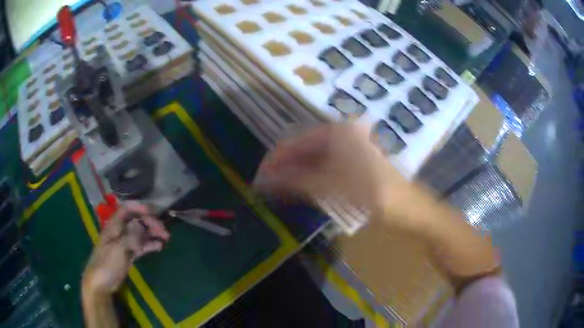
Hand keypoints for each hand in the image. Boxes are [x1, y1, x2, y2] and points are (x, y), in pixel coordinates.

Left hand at [82, 201, 169, 295]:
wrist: (101, 283)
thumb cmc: (107, 263)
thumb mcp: (118, 249)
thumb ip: (130, 236)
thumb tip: (141, 225)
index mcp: (114, 226)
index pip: (127, 209)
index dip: (139, 207)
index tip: (153, 212)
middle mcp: (120, 231)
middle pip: (136, 220)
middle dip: (150, 222)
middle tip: (164, 230)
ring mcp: (125, 243)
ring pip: (140, 233)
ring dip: (152, 233)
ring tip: (166, 238)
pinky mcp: (128, 254)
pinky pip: (141, 246)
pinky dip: (150, 244)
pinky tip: (159, 247)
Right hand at [254, 123, 413, 224]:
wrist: (411, 211)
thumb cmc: (375, 195)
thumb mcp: (333, 187)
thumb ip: (297, 181)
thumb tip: (264, 180)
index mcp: (338, 132)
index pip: (296, 142)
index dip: (275, 160)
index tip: (258, 179)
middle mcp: (342, 136)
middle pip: (303, 150)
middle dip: (283, 169)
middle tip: (265, 189)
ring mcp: (349, 151)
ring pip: (313, 161)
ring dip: (295, 176)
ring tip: (277, 193)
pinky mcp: (353, 166)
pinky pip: (324, 170)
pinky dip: (310, 181)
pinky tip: (299, 191)